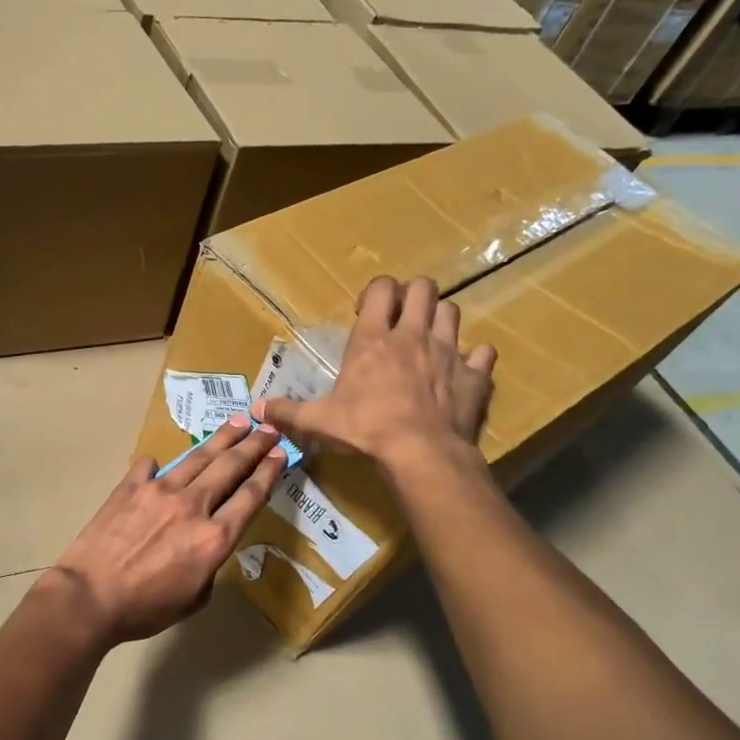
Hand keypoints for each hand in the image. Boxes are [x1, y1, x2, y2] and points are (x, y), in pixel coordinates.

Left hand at [43, 414, 287, 645]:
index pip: (250, 496)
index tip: (281, 453)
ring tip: (238, 421)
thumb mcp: (195, 599)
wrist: (90, 596)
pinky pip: (149, 467)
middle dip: (254, 445)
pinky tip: (161, 463)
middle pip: (230, 467)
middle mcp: (192, 505)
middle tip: (269, 428)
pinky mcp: (129, 487)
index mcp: (214, 537)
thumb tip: (205, 541)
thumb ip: (210, 564)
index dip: (269, 471)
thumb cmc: (145, 608)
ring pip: (198, 457)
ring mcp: (159, 490)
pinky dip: (159, 465)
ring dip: (221, 438)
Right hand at [253, 276, 494, 476]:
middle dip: (413, 295)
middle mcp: (413, 335)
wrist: (420, 452)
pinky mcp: (474, 376)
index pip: (381, 289)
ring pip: (453, 312)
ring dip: (441, 320)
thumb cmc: (366, 429)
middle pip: (423, 288)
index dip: (376, 292)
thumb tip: (256, 409)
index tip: (367, 313)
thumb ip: (288, 411)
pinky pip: (483, 354)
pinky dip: (474, 357)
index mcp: (374, 339)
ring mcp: (448, 352)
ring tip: (428, 340)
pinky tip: (463, 369)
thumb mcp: (319, 421)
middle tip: (401, 319)